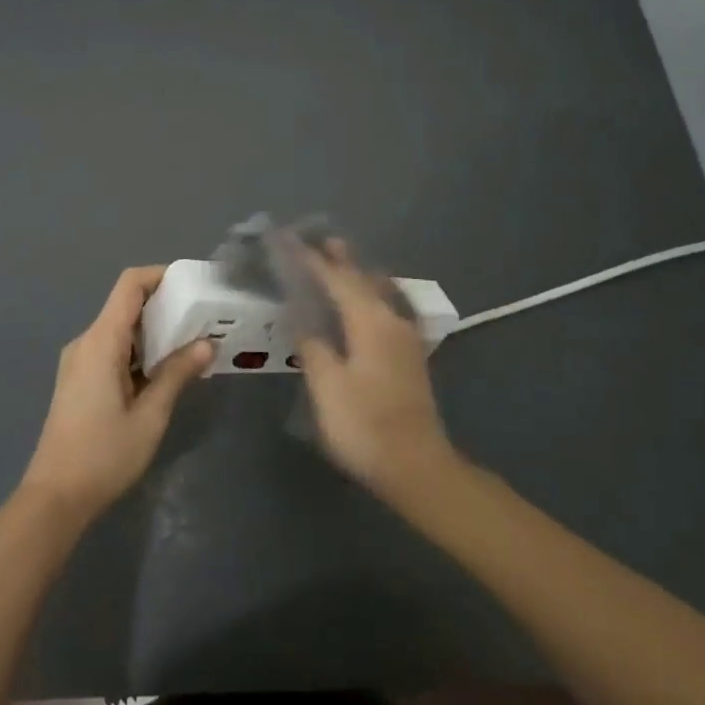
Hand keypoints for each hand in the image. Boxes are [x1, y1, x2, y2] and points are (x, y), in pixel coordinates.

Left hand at [20, 266, 213, 522]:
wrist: (55, 498)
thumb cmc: (104, 455)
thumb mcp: (150, 416)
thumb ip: (177, 374)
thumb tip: (207, 343)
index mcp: (101, 341)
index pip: (130, 285)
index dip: (160, 276)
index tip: (192, 285)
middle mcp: (86, 342)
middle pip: (126, 305)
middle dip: (164, 306)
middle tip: (202, 319)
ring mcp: (79, 361)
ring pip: (120, 329)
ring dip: (153, 332)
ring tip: (191, 345)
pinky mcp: (78, 380)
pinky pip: (112, 350)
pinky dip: (139, 351)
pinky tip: (164, 372)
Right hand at [294, 242, 458, 499]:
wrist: (417, 466)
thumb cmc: (365, 425)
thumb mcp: (328, 386)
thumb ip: (313, 345)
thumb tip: (301, 316)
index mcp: (370, 321)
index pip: (335, 279)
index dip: (310, 259)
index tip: (287, 240)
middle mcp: (391, 320)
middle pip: (361, 279)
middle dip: (338, 259)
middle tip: (317, 238)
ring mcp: (405, 338)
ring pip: (377, 292)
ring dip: (356, 274)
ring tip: (338, 258)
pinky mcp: (408, 355)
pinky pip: (384, 308)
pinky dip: (367, 294)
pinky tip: (364, 301)